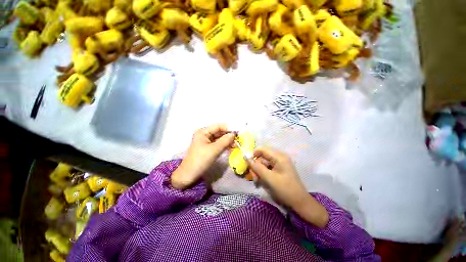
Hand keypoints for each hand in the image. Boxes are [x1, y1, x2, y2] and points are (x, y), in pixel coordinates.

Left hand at [171, 124, 234, 189]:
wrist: (189, 175)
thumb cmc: (201, 160)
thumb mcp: (214, 150)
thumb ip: (225, 141)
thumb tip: (234, 134)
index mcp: (203, 132)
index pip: (218, 126)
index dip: (228, 128)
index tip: (238, 132)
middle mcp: (204, 134)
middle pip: (219, 132)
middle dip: (228, 135)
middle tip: (239, 138)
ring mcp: (206, 141)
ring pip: (219, 138)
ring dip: (227, 140)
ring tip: (236, 143)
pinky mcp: (207, 148)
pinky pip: (217, 144)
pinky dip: (224, 145)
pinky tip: (231, 147)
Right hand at [249, 147, 328, 227]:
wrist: (299, 202)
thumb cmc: (285, 189)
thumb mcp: (269, 178)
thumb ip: (257, 167)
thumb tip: (247, 158)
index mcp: (279, 157)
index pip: (262, 150)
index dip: (254, 155)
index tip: (248, 164)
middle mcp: (279, 158)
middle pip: (262, 157)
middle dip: (256, 167)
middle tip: (254, 177)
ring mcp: (279, 164)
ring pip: (263, 164)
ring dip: (258, 172)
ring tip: (257, 182)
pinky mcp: (278, 170)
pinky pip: (267, 168)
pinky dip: (262, 174)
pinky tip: (261, 182)